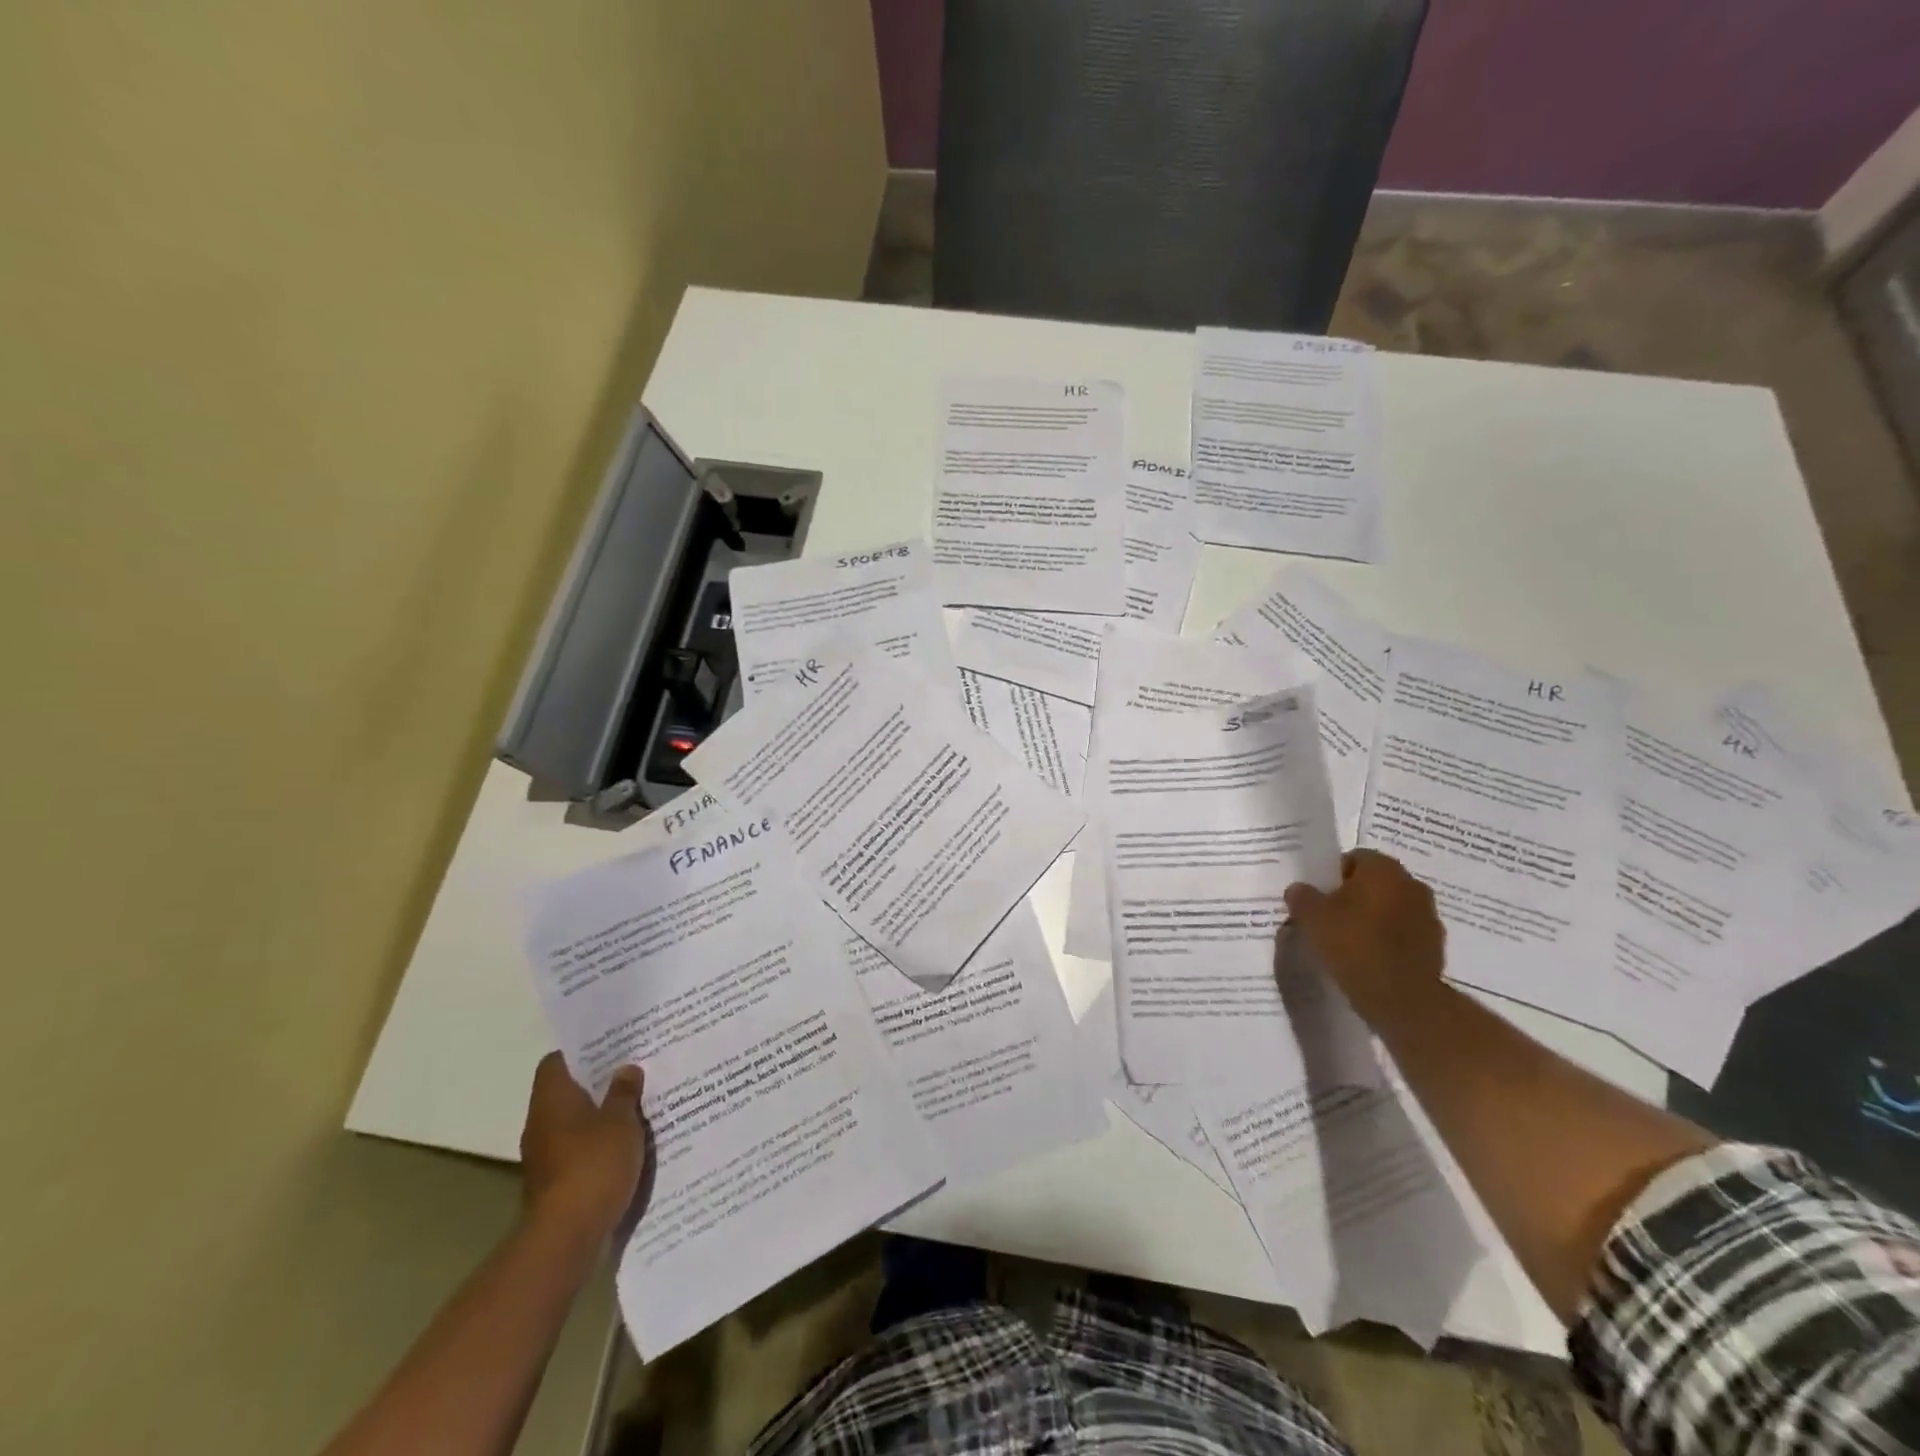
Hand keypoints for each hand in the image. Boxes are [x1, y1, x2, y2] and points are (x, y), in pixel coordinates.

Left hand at [520, 1053, 649, 1244]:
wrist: (567, 1236)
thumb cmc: (593, 1165)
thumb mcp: (621, 1120)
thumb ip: (624, 1092)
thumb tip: (625, 1069)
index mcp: (552, 1099)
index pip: (556, 1061)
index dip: (581, 1051)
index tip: (611, 1046)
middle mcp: (542, 1123)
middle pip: (568, 1091)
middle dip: (599, 1082)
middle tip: (634, 1070)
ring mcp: (546, 1155)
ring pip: (576, 1121)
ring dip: (602, 1114)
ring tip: (638, 1104)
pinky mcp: (556, 1181)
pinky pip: (580, 1149)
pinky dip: (600, 1143)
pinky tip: (629, 1143)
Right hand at [1282, 850, 1445, 1026]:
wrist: (1401, 998)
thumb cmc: (1353, 944)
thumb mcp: (1311, 917)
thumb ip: (1302, 896)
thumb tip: (1299, 890)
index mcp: (1383, 869)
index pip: (1354, 858)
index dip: (1333, 875)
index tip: (1319, 897)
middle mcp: (1411, 884)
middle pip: (1375, 882)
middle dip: (1354, 896)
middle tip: (1330, 917)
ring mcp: (1428, 916)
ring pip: (1391, 908)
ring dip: (1373, 918)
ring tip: (1348, 941)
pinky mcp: (1436, 946)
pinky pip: (1403, 933)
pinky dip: (1388, 940)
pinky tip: (1368, 958)